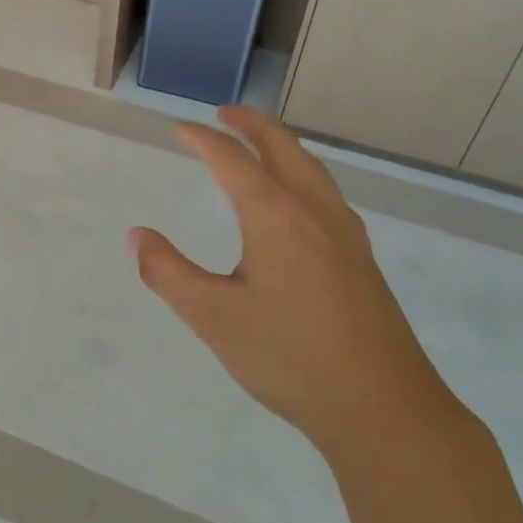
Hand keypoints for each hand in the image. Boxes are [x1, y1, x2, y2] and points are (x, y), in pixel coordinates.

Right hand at [130, 106, 467, 466]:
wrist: (384, 408)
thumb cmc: (290, 358)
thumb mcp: (213, 317)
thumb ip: (168, 273)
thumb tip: (138, 236)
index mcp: (275, 216)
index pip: (232, 161)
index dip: (204, 140)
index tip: (181, 129)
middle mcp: (314, 212)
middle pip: (283, 148)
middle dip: (252, 125)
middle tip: (224, 113)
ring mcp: (345, 234)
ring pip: (312, 169)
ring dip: (282, 146)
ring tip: (260, 145)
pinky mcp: (362, 259)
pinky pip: (328, 194)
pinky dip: (303, 174)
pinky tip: (301, 201)